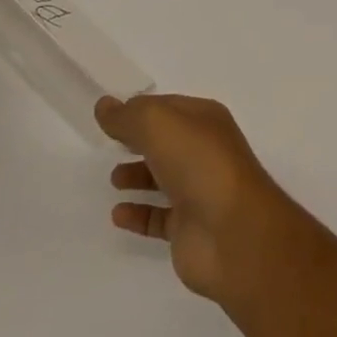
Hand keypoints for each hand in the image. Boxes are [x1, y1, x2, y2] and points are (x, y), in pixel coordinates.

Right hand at [98, 94, 297, 303]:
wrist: (232, 231)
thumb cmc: (199, 164)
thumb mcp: (159, 125)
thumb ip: (129, 116)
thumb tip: (104, 105)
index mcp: (205, 119)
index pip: (168, 107)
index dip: (140, 109)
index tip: (110, 115)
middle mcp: (204, 151)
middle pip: (166, 141)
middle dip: (140, 140)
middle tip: (110, 144)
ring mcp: (199, 190)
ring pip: (164, 177)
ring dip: (138, 175)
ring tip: (114, 178)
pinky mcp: (189, 228)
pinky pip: (158, 217)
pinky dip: (139, 214)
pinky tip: (118, 214)